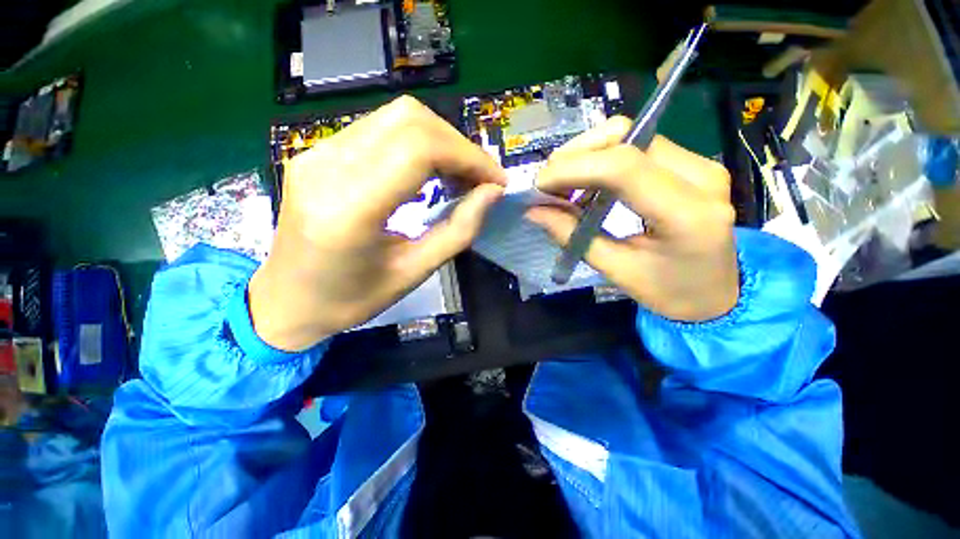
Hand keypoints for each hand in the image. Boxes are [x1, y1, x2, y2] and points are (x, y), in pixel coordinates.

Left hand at [249, 96, 505, 350]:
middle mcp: (326, 166)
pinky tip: (428, 173)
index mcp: (349, 208)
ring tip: (459, 177)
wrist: (285, 301)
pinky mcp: (316, 152)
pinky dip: (416, 144)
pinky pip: (379, 130)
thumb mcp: (414, 272)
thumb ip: (458, 231)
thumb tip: (491, 193)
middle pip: (409, 119)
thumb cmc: (351, 299)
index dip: (468, 157)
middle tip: (479, 179)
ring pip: (395, 117)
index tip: (495, 181)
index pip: (419, 148)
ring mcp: (316, 152)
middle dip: (457, 145)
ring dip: (439, 142)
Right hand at [528, 117, 738, 321]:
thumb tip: (534, 211)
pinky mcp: (691, 163)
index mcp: (686, 213)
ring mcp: (700, 164)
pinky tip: (586, 182)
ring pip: (630, 135)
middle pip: (626, 138)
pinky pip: (637, 146)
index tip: (539, 185)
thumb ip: (572, 236)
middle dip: (575, 156)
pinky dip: (602, 158)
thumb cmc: (670, 292)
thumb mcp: (616, 271)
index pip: (622, 168)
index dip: (573, 168)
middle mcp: (700, 176)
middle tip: (548, 184)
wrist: (717, 294)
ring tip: (563, 184)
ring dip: (586, 154)